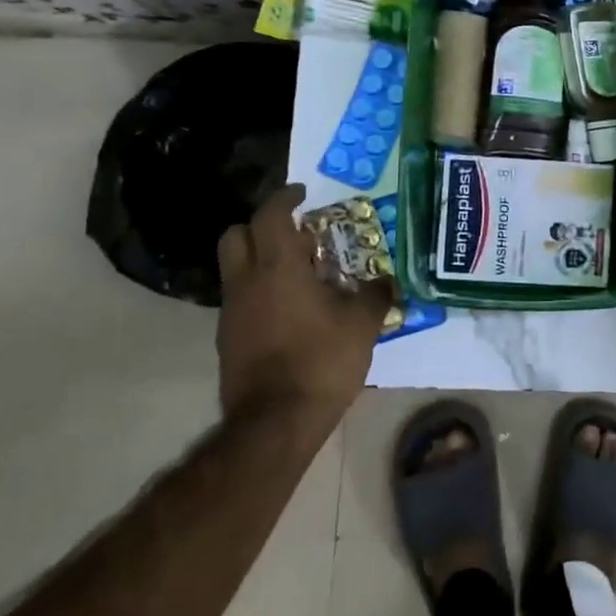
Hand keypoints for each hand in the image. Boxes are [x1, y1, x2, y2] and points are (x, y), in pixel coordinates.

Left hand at [215, 185, 390, 427]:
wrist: (275, 422)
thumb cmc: (322, 361)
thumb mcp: (362, 324)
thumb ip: (375, 294)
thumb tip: (387, 280)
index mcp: (277, 268)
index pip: (270, 215)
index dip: (285, 197)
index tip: (302, 193)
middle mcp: (246, 282)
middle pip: (236, 235)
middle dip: (261, 225)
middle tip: (295, 233)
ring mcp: (232, 312)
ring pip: (235, 268)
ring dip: (260, 259)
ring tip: (298, 272)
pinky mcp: (228, 339)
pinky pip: (241, 298)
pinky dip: (260, 290)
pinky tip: (290, 309)